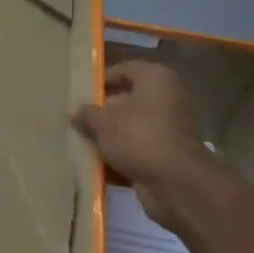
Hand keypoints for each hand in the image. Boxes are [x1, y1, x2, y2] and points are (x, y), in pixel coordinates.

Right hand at [72, 59, 211, 228]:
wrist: (176, 183)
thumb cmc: (138, 136)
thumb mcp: (102, 121)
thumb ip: (87, 114)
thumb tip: (77, 112)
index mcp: (156, 78)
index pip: (125, 69)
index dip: (102, 79)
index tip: (83, 91)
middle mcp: (169, 99)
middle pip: (129, 100)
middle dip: (105, 112)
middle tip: (80, 119)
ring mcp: (173, 129)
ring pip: (134, 128)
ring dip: (113, 137)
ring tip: (84, 142)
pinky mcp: (172, 156)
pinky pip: (141, 150)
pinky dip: (124, 157)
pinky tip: (100, 165)